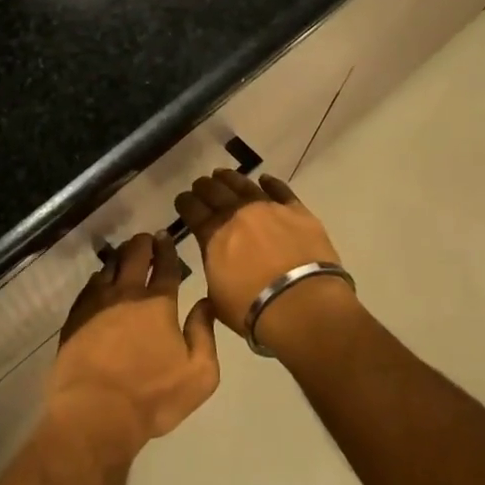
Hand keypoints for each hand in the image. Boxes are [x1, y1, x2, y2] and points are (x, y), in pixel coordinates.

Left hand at [46, 233, 220, 461]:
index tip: (166, 237)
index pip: (165, 266)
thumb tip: (204, 303)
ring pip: (109, 267)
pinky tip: (101, 280)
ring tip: (125, 253)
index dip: (167, 249)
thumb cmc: (153, 396)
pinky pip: (89, 286)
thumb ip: (204, 334)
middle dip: (142, 244)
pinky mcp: (76, 317)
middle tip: (147, 239)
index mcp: (158, 303)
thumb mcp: (199, 373)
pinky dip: (99, 277)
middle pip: (134, 256)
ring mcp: (96, 303)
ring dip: (120, 256)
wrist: (96, 411)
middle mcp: (126, 294)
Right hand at [173, 171, 351, 349]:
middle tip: (200, 185)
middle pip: (215, 192)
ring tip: (223, 174)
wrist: (303, 305)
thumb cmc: (254, 310)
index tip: (182, 199)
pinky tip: (264, 179)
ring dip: (230, 178)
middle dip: (204, 187)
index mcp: (213, 235)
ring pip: (244, 185)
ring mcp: (268, 209)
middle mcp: (237, 214)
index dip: (185, 202)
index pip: (192, 210)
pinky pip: (281, 190)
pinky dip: (271, 183)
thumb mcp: (218, 298)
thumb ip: (214, 272)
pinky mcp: (298, 212)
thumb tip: (216, 263)